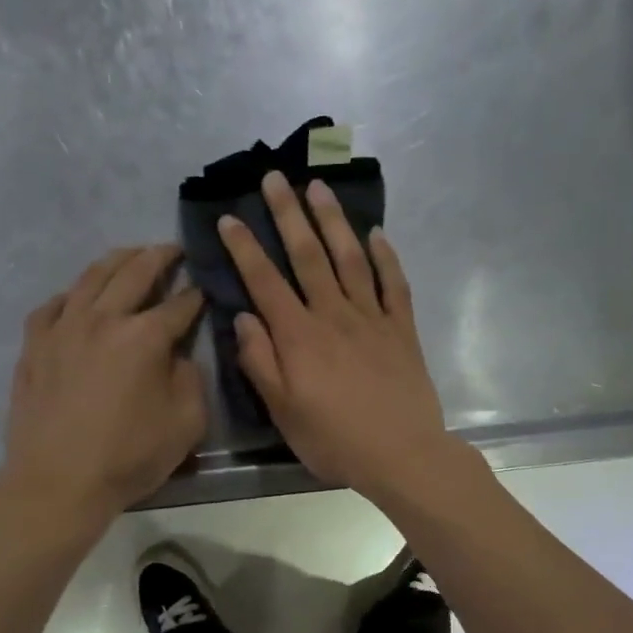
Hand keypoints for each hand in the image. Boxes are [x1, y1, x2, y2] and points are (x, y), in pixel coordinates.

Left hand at [1, 244, 205, 521]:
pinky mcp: (34, 345)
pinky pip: (53, 306)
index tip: (205, 290)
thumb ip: (191, 380)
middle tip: (172, 249)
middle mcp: (103, 320)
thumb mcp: (186, 424)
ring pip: (91, 278)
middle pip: (134, 273)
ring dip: (116, 261)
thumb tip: (178, 356)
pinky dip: (71, 295)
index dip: (196, 296)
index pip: (178, 305)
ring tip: (130, 255)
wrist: (57, 482)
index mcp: (144, 338)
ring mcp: (62, 329)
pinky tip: (77, 297)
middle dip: (159, 257)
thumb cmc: (128, 457)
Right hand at [218, 172, 454, 499]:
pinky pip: (395, 283)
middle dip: (288, 214)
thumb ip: (261, 362)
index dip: (245, 248)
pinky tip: (377, 233)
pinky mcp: (402, 328)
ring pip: (350, 258)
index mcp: (299, 336)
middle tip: (275, 178)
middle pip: (308, 255)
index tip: (229, 218)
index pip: (265, 281)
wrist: (402, 454)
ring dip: (333, 220)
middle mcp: (334, 315)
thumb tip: (244, 318)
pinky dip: (386, 256)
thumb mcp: (283, 412)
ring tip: (319, 187)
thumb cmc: (335, 439)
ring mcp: (373, 317)